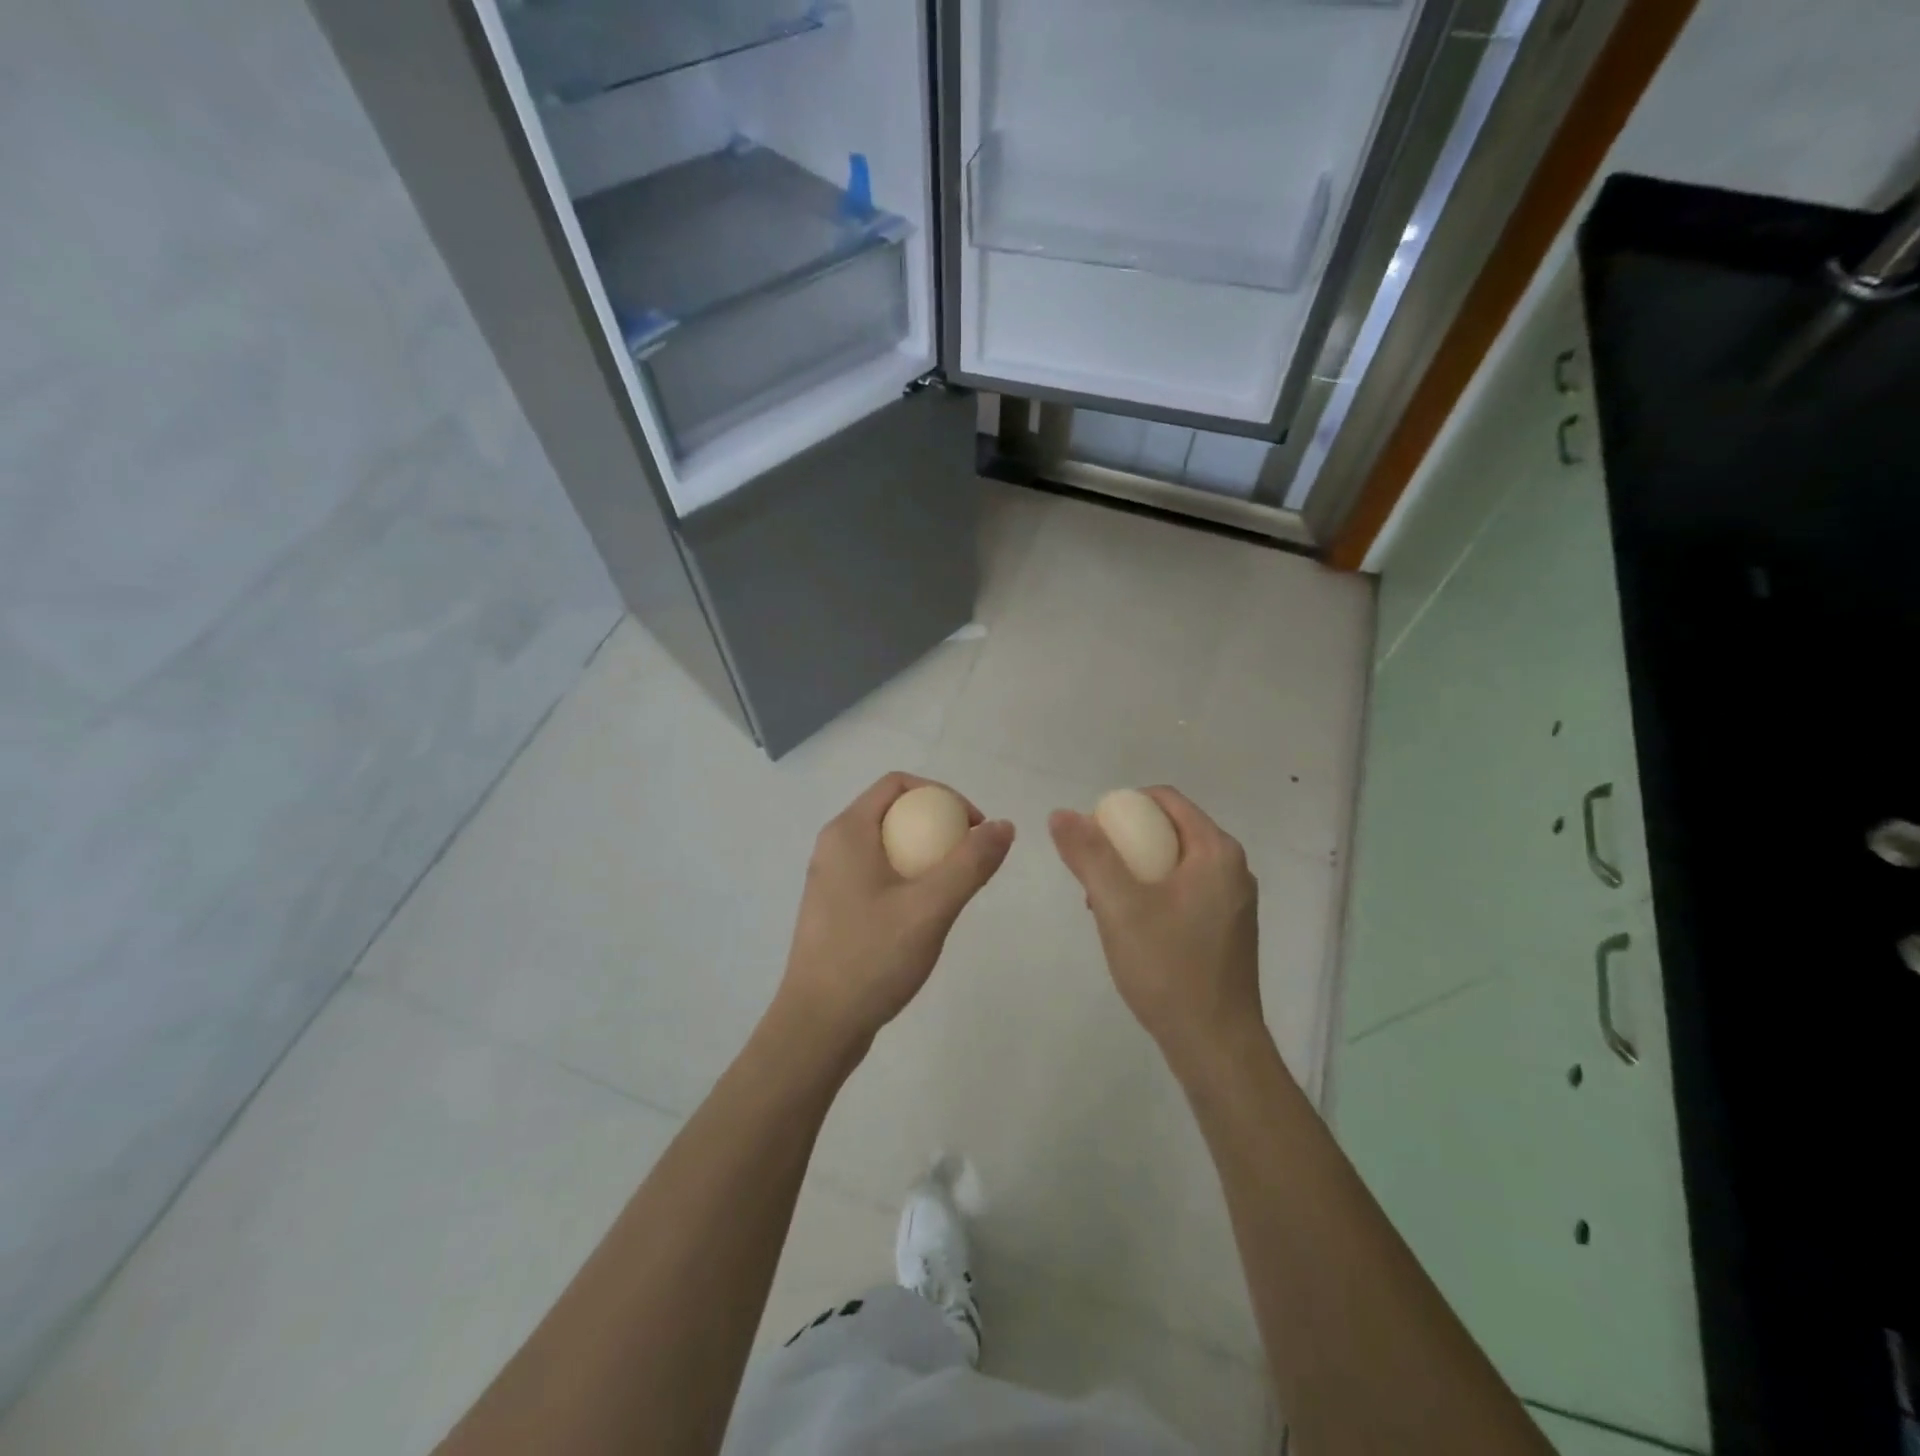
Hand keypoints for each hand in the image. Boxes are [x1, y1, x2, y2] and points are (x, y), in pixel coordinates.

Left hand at [777, 773, 1014, 1051]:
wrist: (818, 1026)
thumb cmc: (871, 958)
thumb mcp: (930, 908)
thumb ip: (970, 863)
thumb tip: (1004, 826)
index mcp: (847, 831)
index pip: (898, 784)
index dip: (943, 794)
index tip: (974, 828)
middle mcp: (834, 846)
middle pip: (893, 812)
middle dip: (937, 825)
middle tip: (970, 858)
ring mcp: (831, 878)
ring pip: (886, 845)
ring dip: (925, 854)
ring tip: (954, 887)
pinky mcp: (834, 907)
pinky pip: (877, 872)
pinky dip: (907, 877)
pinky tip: (925, 913)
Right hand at [1049, 788, 1261, 1069]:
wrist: (1215, 1045)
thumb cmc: (1168, 968)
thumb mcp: (1118, 906)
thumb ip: (1089, 855)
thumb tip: (1062, 814)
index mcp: (1216, 851)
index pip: (1165, 800)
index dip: (1123, 806)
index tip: (1092, 835)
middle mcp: (1233, 868)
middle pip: (1170, 830)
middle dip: (1126, 842)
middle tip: (1093, 872)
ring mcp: (1233, 900)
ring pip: (1175, 862)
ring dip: (1136, 870)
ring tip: (1104, 903)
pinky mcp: (1227, 927)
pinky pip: (1184, 889)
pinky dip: (1154, 893)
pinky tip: (1131, 926)